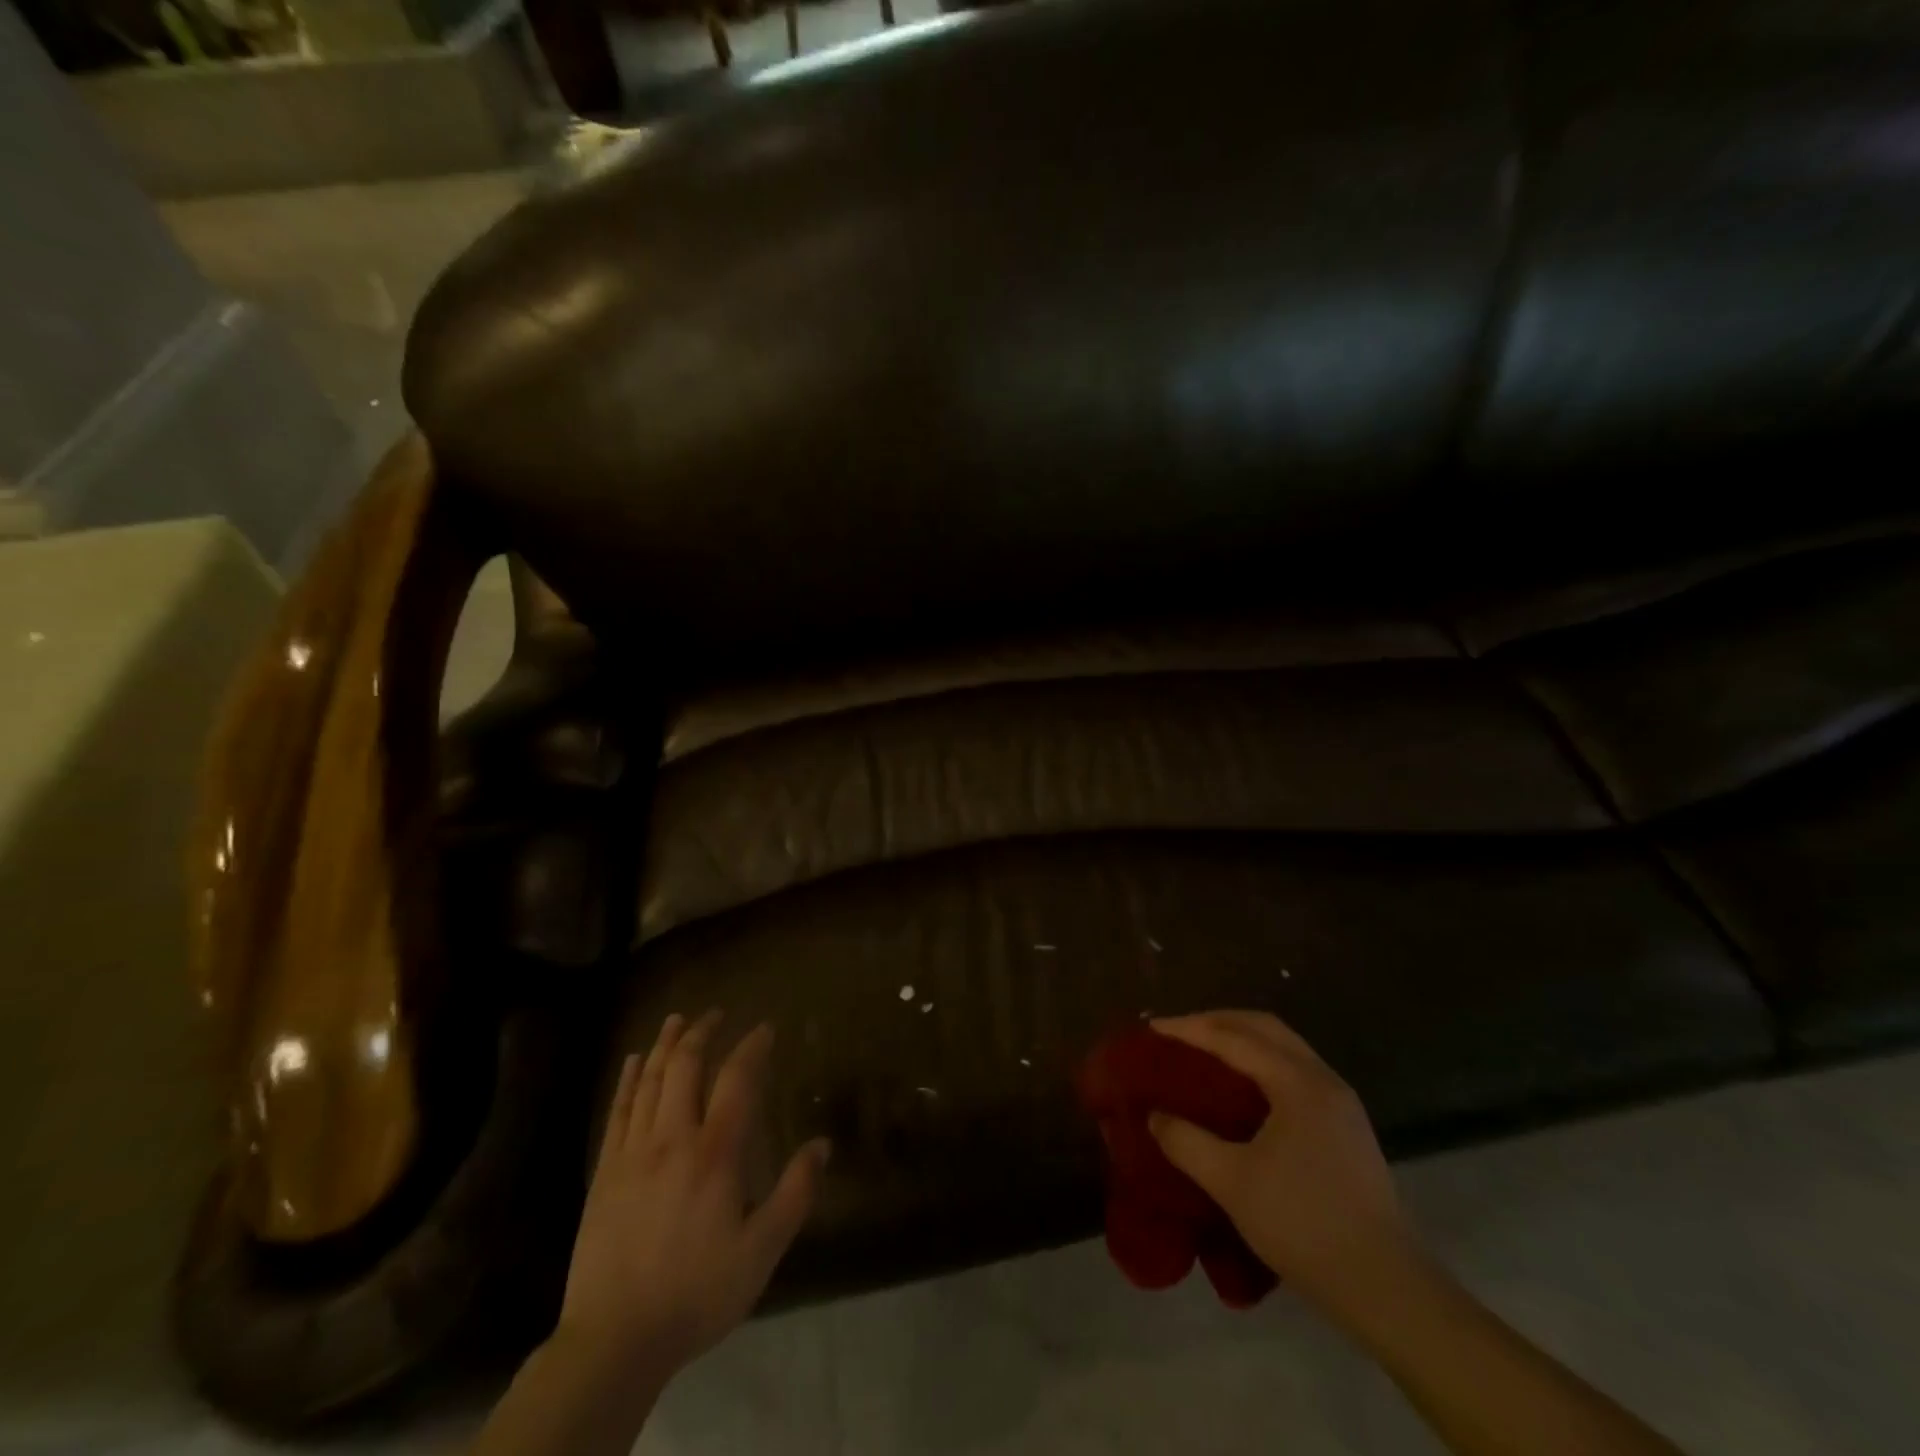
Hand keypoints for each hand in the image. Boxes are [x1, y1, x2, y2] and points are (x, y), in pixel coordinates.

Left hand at [555, 1012, 830, 1381]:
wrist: (614, 1341)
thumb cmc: (697, 1293)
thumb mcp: (761, 1252)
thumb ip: (795, 1193)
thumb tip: (822, 1144)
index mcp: (715, 1153)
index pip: (737, 1080)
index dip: (752, 1047)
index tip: (765, 1028)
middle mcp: (673, 1139)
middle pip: (685, 1067)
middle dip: (703, 1033)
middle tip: (716, 1013)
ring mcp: (633, 1153)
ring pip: (649, 1081)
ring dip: (664, 1045)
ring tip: (677, 1020)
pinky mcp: (605, 1173)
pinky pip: (617, 1111)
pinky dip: (628, 1080)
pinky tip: (632, 1063)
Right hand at [1148, 1010, 1424, 1330]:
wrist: (1386, 1288)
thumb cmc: (1304, 1225)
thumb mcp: (1232, 1183)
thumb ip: (1186, 1142)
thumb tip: (1154, 1115)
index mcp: (1298, 1084)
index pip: (1234, 1038)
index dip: (1190, 1029)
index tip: (1153, 1028)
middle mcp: (1323, 1079)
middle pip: (1265, 1027)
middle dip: (1217, 1021)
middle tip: (1178, 1032)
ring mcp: (1340, 1102)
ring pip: (1284, 1046)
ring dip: (1241, 1039)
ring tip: (1203, 1050)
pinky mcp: (1346, 1126)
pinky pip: (1295, 1070)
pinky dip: (1260, 1061)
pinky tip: (1241, 1085)